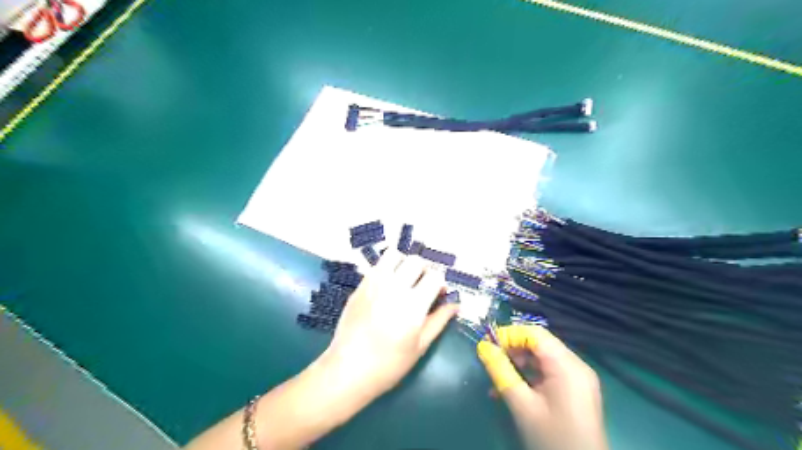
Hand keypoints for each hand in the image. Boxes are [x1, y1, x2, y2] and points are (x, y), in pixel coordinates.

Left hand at [319, 249, 456, 400]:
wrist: (348, 369)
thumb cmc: (389, 364)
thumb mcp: (420, 346)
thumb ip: (439, 320)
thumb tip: (456, 304)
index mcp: (413, 305)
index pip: (435, 275)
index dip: (440, 282)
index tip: (438, 293)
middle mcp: (395, 288)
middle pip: (416, 261)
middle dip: (424, 270)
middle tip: (422, 286)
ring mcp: (375, 284)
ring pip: (395, 255)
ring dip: (404, 263)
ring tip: (404, 280)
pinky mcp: (360, 285)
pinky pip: (377, 265)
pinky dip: (387, 268)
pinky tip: (387, 286)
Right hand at [474, 325, 607, 448]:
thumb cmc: (552, 438)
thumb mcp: (522, 405)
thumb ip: (501, 372)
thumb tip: (482, 347)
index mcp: (567, 365)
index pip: (534, 333)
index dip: (509, 334)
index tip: (487, 345)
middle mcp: (576, 365)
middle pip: (539, 344)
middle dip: (513, 349)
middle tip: (491, 361)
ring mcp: (578, 378)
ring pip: (543, 358)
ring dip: (519, 364)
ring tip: (498, 379)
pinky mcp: (577, 390)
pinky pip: (550, 372)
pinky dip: (531, 376)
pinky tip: (514, 389)